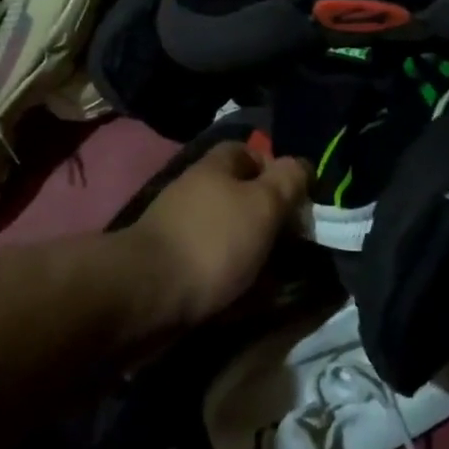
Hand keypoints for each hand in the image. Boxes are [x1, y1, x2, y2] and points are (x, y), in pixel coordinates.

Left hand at [118, 141, 309, 326]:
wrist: (145, 296)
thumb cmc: (213, 240)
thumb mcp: (264, 203)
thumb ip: (288, 180)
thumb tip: (302, 165)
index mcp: (216, 167)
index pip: (250, 152)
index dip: (277, 169)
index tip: (300, 196)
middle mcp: (196, 192)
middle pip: (242, 196)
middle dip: (270, 217)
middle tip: (296, 240)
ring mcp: (181, 230)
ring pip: (230, 233)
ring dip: (255, 251)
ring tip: (281, 275)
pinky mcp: (172, 267)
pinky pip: (214, 265)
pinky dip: (234, 277)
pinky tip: (251, 297)